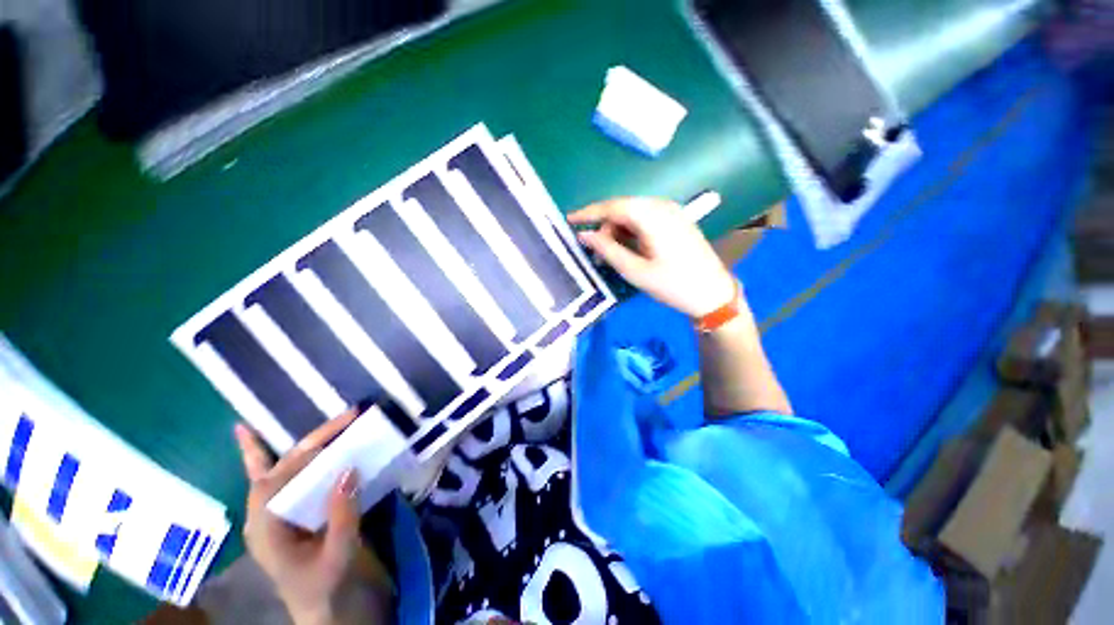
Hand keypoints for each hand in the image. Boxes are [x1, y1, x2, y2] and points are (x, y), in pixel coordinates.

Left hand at [235, 412, 391, 624]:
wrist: (320, 607)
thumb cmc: (325, 585)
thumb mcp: (338, 555)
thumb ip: (342, 516)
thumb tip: (350, 468)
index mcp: (267, 528)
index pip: (281, 479)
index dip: (310, 451)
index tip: (343, 430)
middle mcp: (262, 515)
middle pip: (281, 468)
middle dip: (314, 440)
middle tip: (347, 417)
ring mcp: (269, 513)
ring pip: (275, 469)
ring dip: (296, 444)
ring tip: (316, 422)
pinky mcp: (281, 512)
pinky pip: (268, 478)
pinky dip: (258, 455)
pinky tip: (246, 433)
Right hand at [568, 197, 737, 317]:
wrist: (713, 293)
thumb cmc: (673, 284)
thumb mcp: (635, 270)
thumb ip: (607, 250)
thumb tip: (584, 235)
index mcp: (651, 215)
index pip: (612, 206)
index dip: (588, 213)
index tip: (568, 220)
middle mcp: (661, 206)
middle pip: (622, 209)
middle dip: (604, 228)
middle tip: (593, 253)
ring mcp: (671, 212)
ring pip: (632, 215)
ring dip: (616, 232)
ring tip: (609, 257)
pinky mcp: (675, 221)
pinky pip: (644, 221)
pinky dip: (630, 233)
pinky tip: (626, 250)